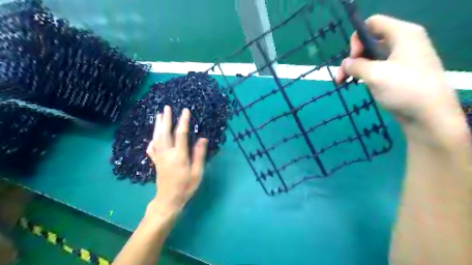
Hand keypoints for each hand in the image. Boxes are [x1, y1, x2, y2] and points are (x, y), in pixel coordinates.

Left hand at [146, 106, 207, 215]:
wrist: (168, 200)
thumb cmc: (186, 187)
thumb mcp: (197, 172)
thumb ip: (199, 155)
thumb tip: (202, 138)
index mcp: (179, 155)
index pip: (180, 134)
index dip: (183, 121)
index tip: (185, 111)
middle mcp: (167, 153)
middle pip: (165, 133)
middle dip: (166, 119)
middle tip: (166, 107)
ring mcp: (159, 157)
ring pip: (157, 138)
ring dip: (157, 125)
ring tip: (158, 115)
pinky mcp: (156, 162)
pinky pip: (152, 148)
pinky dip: (152, 140)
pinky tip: (153, 137)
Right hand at [337, 15, 465, 142]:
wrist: (428, 115)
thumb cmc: (404, 89)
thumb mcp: (375, 74)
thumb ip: (356, 65)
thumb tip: (345, 64)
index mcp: (403, 34)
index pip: (372, 23)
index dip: (358, 38)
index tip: (354, 58)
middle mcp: (402, 43)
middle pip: (369, 41)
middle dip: (352, 57)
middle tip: (343, 75)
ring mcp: (401, 59)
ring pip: (370, 56)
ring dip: (355, 68)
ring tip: (343, 82)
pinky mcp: (398, 73)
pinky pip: (376, 67)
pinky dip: (364, 74)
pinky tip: (356, 84)